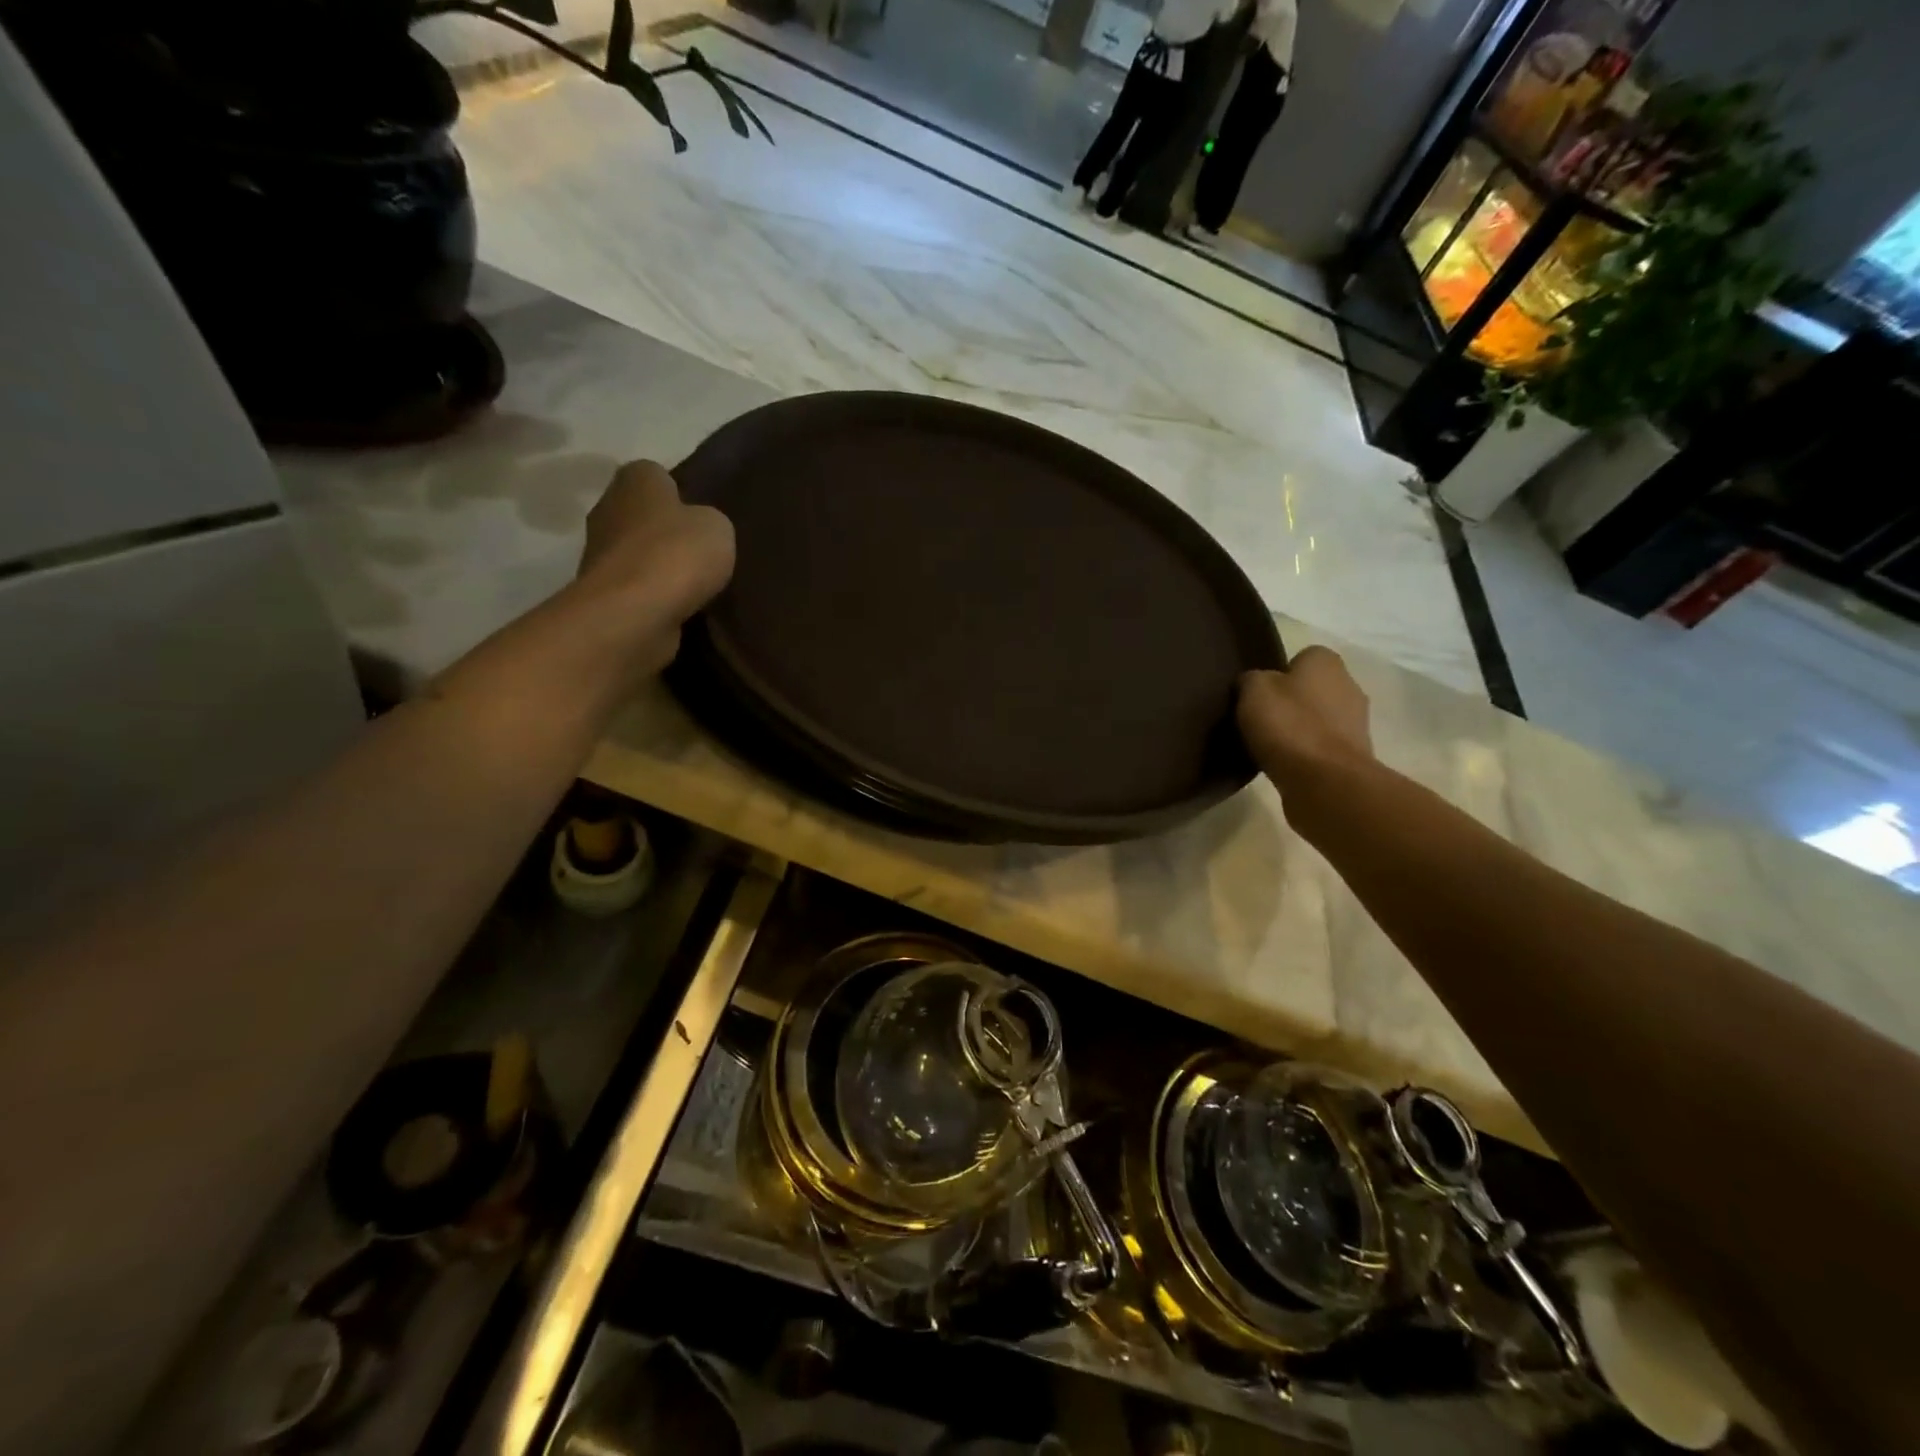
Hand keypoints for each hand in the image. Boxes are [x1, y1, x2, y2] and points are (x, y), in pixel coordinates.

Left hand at [573, 460, 735, 674]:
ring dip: (659, 567)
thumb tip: (699, 528)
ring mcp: (599, 553)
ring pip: (637, 553)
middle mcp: (608, 508)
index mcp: (635, 479)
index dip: (680, 492)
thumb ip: (709, 520)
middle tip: (702, 552)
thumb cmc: (676, 555)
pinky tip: (679, 607)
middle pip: (643, 515)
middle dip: (668, 531)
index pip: (656, 474)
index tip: (702, 515)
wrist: (633, 613)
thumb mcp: (718, 527)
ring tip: (695, 586)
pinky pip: (635, 587)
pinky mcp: (602, 592)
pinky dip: (653, 596)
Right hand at [1237, 646, 1373, 795]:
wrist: (1324, 782)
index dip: (1277, 673)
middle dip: (1290, 702)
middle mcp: (1349, 686)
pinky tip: (1284, 765)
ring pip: (1318, 719)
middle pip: (1312, 689)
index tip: (1257, 693)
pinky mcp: (1352, 757)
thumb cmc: (1289, 726)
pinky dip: (1305, 754)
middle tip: (1260, 719)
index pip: (1301, 657)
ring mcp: (1356, 724)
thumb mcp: (1253, 690)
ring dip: (1299, 729)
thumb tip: (1252, 683)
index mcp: (1326, 662)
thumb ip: (1251, 679)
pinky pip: (1321, 747)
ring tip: (1268, 745)